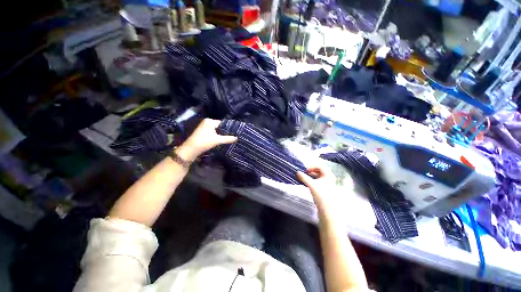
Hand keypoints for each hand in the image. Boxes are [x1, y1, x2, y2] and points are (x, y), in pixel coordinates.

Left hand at [175, 119, 236, 160]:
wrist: (190, 150)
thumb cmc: (203, 142)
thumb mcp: (217, 140)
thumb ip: (228, 138)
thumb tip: (237, 137)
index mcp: (210, 121)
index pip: (223, 123)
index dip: (229, 128)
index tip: (236, 132)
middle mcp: (207, 122)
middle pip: (220, 126)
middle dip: (226, 131)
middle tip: (235, 135)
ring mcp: (204, 127)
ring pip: (217, 130)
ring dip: (222, 134)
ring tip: (231, 138)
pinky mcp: (203, 133)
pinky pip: (214, 133)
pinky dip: (218, 136)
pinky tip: (223, 139)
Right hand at [298, 166, 345, 222]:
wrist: (327, 211)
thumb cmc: (321, 196)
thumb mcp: (311, 185)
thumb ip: (304, 178)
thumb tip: (297, 172)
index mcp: (328, 175)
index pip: (320, 165)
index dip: (311, 166)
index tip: (305, 170)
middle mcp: (329, 177)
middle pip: (318, 170)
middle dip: (310, 170)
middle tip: (303, 173)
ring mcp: (326, 183)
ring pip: (317, 175)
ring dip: (310, 175)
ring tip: (303, 177)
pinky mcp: (323, 188)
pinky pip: (316, 180)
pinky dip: (311, 180)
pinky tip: (306, 182)